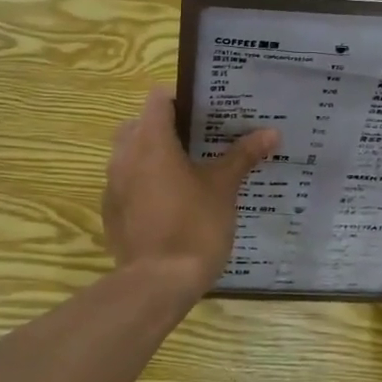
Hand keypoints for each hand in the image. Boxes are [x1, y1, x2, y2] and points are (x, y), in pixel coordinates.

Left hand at [103, 86, 277, 298]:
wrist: (158, 283)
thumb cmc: (195, 226)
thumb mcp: (223, 188)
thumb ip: (242, 156)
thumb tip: (271, 132)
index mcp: (151, 141)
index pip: (158, 99)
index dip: (181, 99)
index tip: (205, 111)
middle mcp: (123, 156)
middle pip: (139, 124)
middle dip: (165, 127)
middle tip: (198, 141)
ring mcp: (112, 184)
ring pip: (129, 154)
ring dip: (151, 155)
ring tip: (185, 171)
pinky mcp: (110, 211)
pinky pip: (124, 183)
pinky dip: (142, 183)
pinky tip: (167, 203)